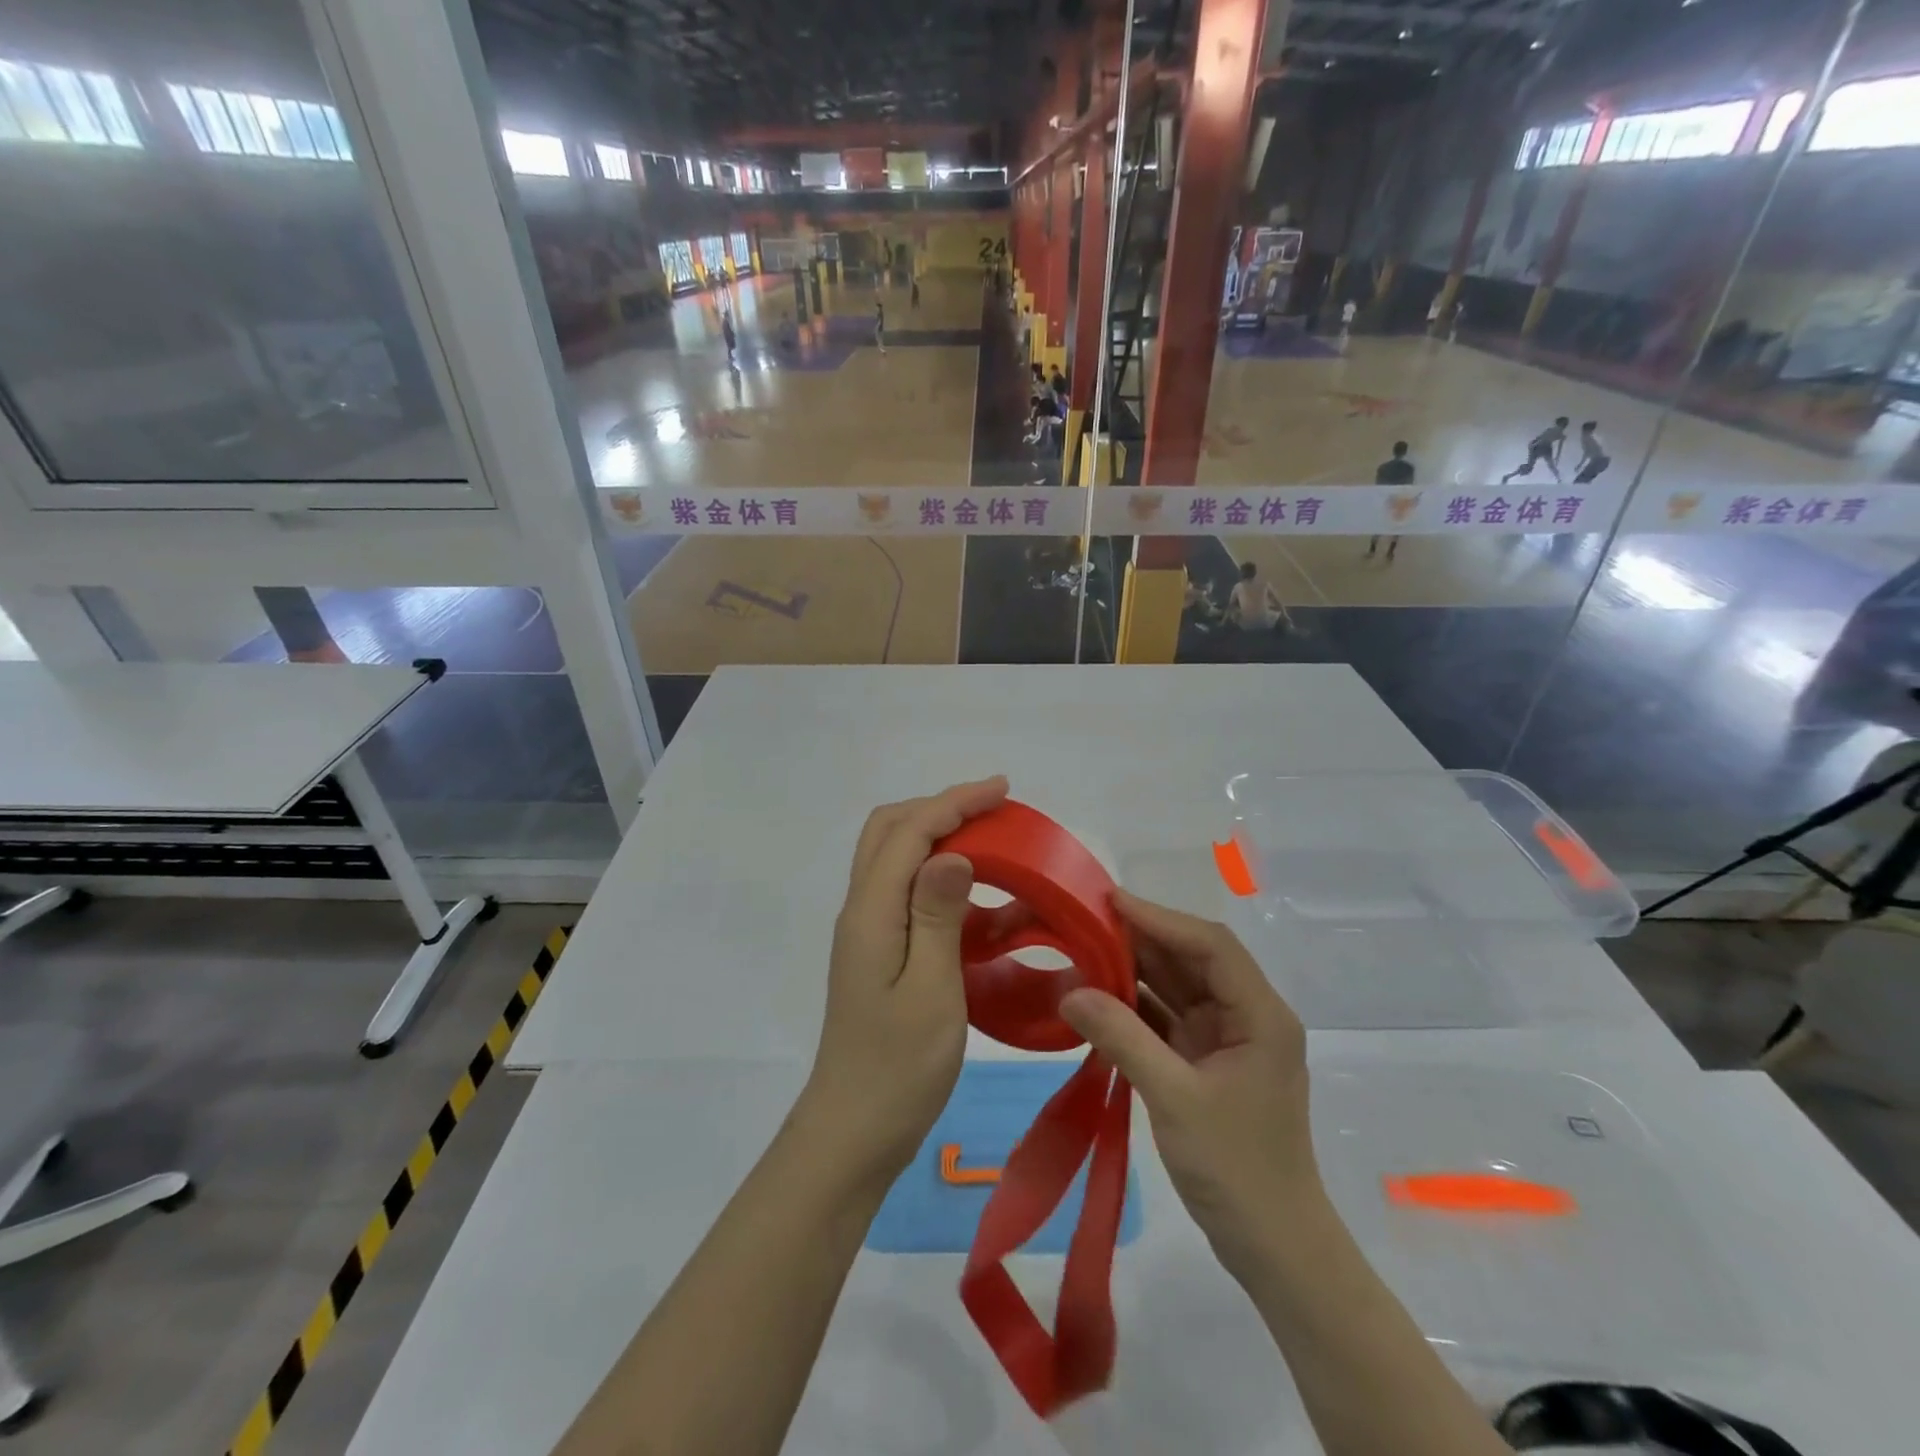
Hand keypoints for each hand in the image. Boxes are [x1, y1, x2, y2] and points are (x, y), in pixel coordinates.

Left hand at [798, 776, 1009, 1188]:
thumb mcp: (930, 990)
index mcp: (871, 912)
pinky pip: (910, 898)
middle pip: (891, 832)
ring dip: (941, 841)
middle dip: (941, 808)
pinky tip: (984, 908)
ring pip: (898, 861)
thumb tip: (951, 851)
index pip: (909, 832)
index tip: (1002, 790)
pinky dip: (944, 885)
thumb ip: (937, 916)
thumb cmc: (898, 1067)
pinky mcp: (881, 954)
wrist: (854, 1131)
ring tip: (995, 847)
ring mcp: (869, 932)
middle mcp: (863, 910)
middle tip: (994, 809)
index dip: (953, 802)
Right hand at [1060, 891, 1318, 1271]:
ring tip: (1084, 949)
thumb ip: (1122, 1039)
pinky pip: (1167, 1018)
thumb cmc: (1237, 1169)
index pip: (1210, 946)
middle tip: (1086, 921)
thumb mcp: (1174, 1099)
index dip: (1161, 918)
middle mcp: (1247, 1016)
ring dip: (1135, 970)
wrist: (1274, 1249)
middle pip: (1192, 960)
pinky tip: (1098, 997)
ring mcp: (1226, 1040)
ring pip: (1177, 986)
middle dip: (1141, 939)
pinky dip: (1134, 1006)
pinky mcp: (1206, 1062)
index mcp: (1260, 1015)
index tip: (1110, 902)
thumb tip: (1070, 992)